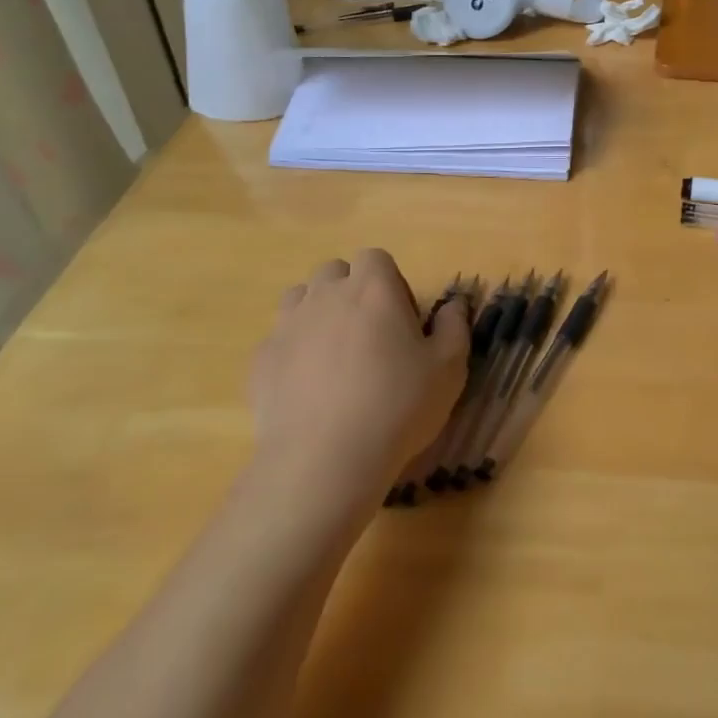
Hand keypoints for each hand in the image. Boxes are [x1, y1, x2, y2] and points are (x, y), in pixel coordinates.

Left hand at [250, 250, 469, 499]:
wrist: (325, 458)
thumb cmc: (398, 405)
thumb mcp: (449, 369)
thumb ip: (454, 327)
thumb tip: (455, 303)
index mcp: (373, 289)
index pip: (375, 258)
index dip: (389, 282)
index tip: (400, 320)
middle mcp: (326, 295)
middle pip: (334, 273)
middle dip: (350, 292)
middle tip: (369, 335)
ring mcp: (288, 325)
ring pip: (300, 298)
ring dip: (318, 313)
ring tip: (335, 356)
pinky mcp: (262, 359)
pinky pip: (279, 339)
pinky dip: (293, 351)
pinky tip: (308, 387)